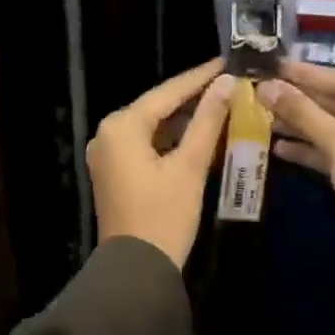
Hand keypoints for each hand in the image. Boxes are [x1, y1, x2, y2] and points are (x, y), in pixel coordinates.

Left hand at [88, 59, 234, 269]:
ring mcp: (107, 154)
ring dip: (184, 119)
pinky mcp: (114, 172)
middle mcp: (108, 133)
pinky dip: (171, 139)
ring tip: (220, 105)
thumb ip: (208, 120)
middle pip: (157, 107)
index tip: (226, 62)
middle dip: (193, 97)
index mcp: (121, 126)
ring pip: (153, 126)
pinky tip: (198, 135)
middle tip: (227, 83)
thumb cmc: (164, 215)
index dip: (199, 77)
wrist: (136, 271)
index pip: (167, 92)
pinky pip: (146, 143)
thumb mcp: (190, 165)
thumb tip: (226, 83)